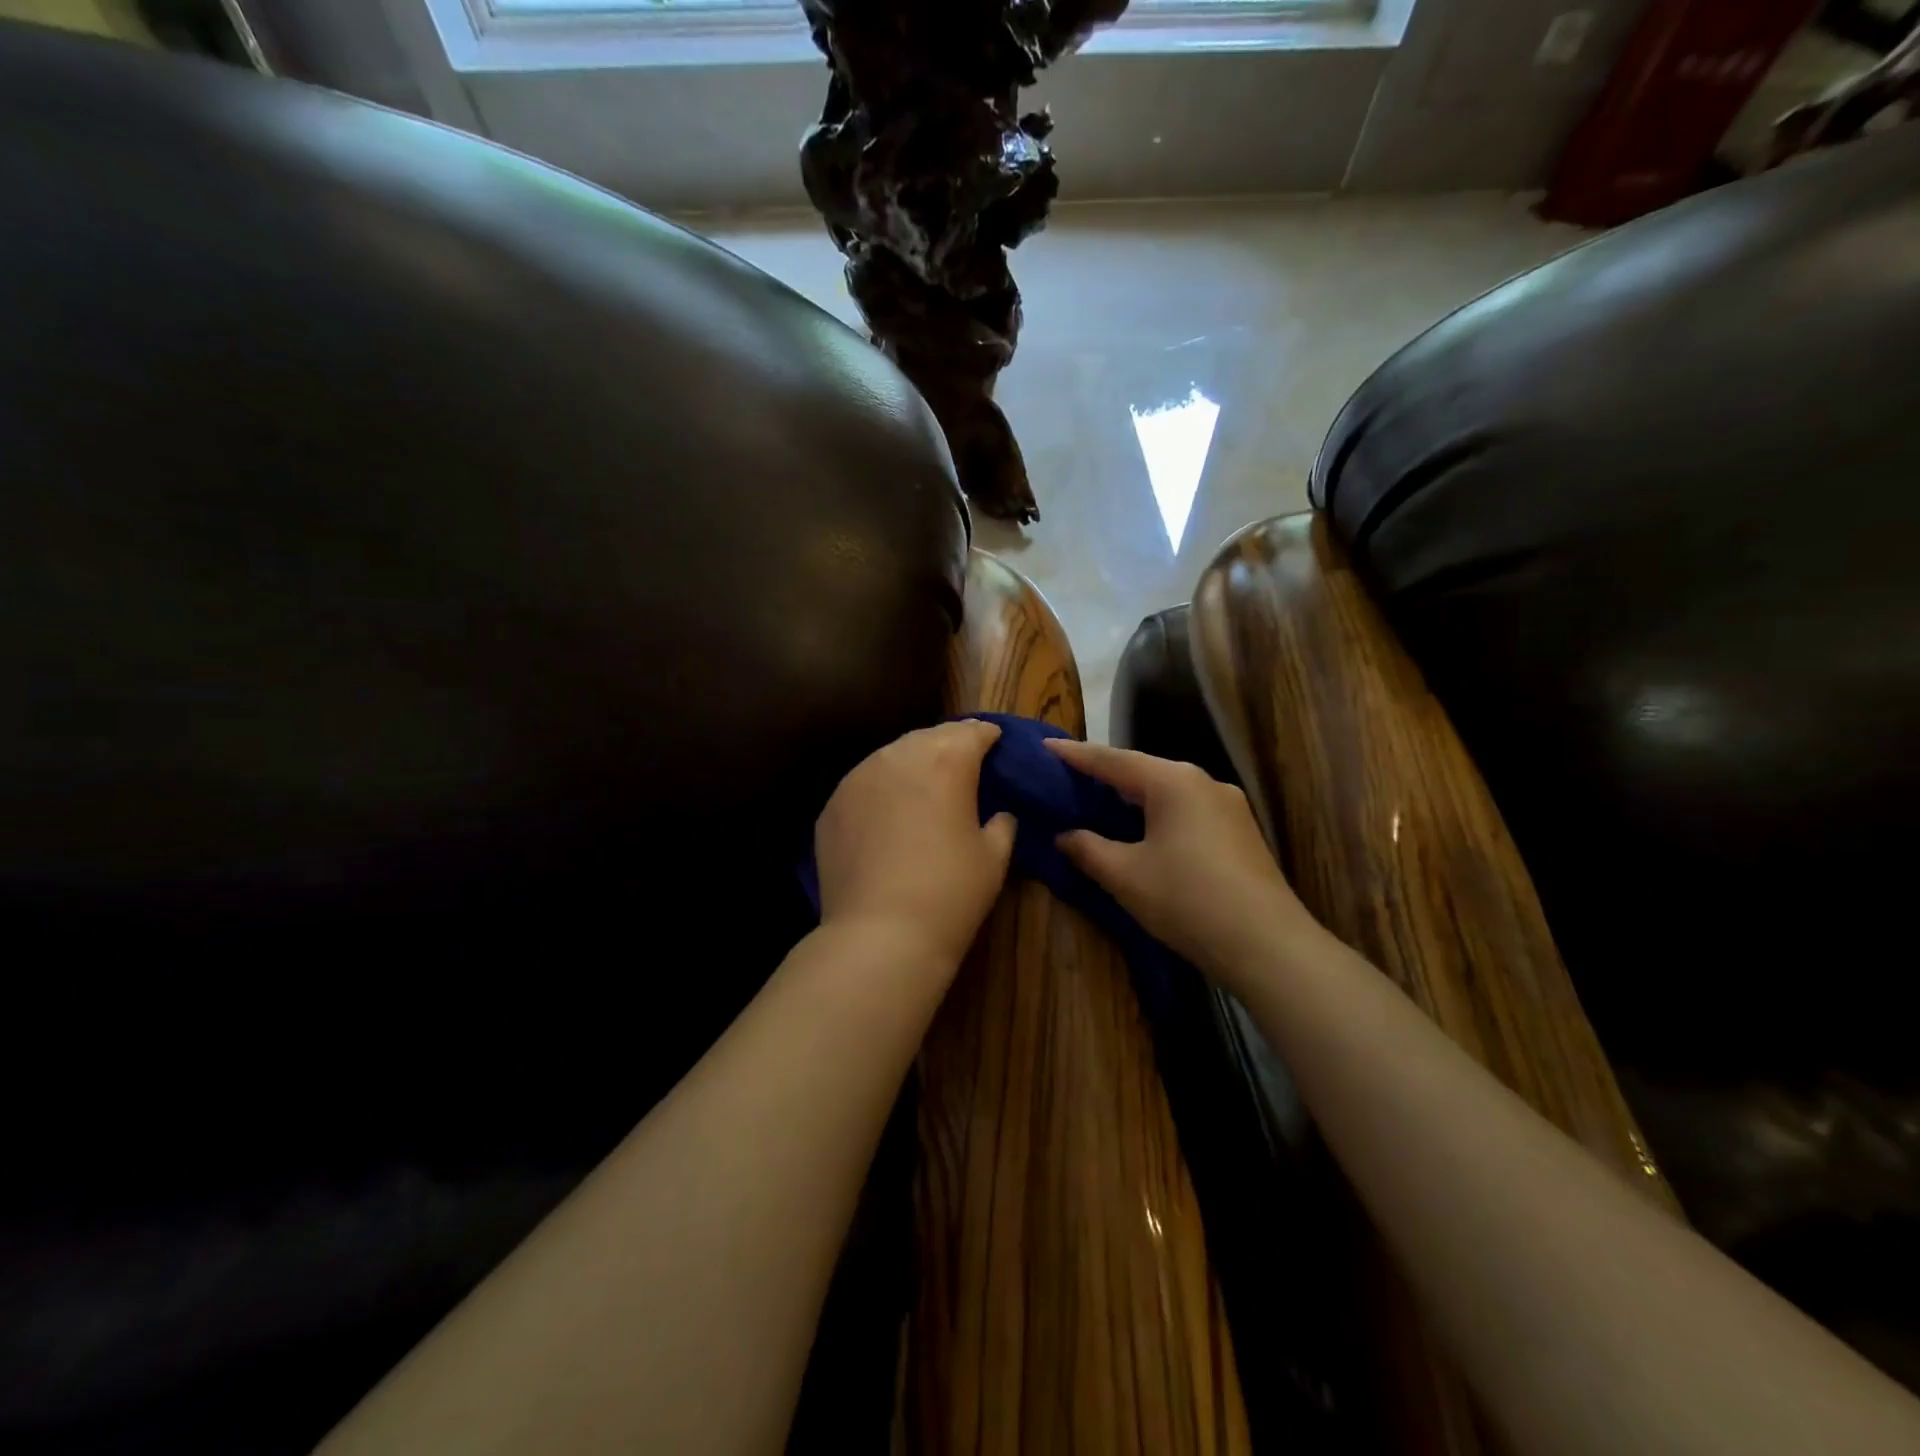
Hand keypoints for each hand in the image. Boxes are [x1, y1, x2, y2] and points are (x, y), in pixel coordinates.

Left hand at [815, 720, 1016, 972]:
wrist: (880, 934)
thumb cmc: (950, 892)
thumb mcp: (994, 858)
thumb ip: (1001, 824)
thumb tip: (999, 814)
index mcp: (946, 761)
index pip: (971, 732)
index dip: (986, 734)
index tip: (994, 740)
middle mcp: (898, 757)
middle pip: (929, 737)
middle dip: (948, 744)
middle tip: (963, 760)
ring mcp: (858, 778)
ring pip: (891, 756)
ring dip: (912, 764)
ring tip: (923, 785)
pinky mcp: (832, 805)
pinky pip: (864, 785)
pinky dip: (881, 790)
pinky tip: (888, 813)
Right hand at [1044, 739, 1320, 991]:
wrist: (1268, 945)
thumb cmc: (1187, 900)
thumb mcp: (1125, 875)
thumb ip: (1088, 848)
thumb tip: (1064, 835)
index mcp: (1173, 781)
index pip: (1112, 760)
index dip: (1075, 755)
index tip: (1045, 746)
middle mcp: (1203, 782)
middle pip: (1143, 770)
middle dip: (1105, 774)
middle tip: (1068, 776)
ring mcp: (1228, 806)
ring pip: (1167, 791)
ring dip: (1132, 796)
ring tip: (1100, 801)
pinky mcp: (1240, 833)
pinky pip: (1187, 811)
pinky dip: (1157, 814)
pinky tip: (1143, 830)